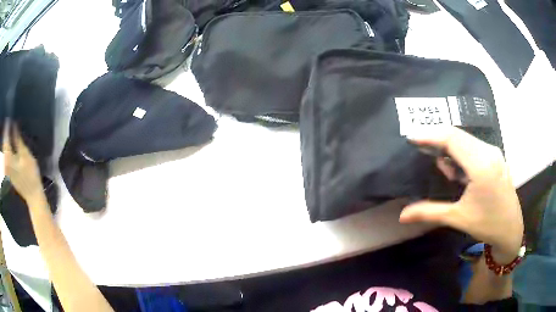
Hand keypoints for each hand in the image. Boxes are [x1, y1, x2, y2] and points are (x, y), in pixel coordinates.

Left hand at [3, 122, 44, 202]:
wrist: (33, 196)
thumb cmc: (30, 174)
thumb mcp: (25, 155)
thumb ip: (18, 140)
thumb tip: (14, 126)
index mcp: (8, 156)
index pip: (6, 136)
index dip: (8, 125)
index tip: (11, 117)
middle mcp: (5, 162)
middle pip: (4, 143)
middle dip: (7, 132)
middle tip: (11, 123)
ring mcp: (6, 168)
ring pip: (5, 150)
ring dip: (7, 140)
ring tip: (11, 131)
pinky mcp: (8, 172)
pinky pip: (6, 156)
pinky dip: (8, 148)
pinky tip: (10, 144)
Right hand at [399, 126, 523, 263]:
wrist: (511, 229)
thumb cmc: (487, 224)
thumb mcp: (458, 218)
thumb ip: (430, 212)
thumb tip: (402, 216)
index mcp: (481, 165)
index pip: (452, 138)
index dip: (430, 135)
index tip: (411, 137)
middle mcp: (489, 152)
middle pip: (458, 135)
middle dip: (438, 140)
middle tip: (423, 152)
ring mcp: (494, 152)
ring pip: (466, 139)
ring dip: (451, 149)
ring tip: (446, 172)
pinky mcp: (496, 156)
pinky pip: (474, 146)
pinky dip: (461, 153)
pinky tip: (460, 172)